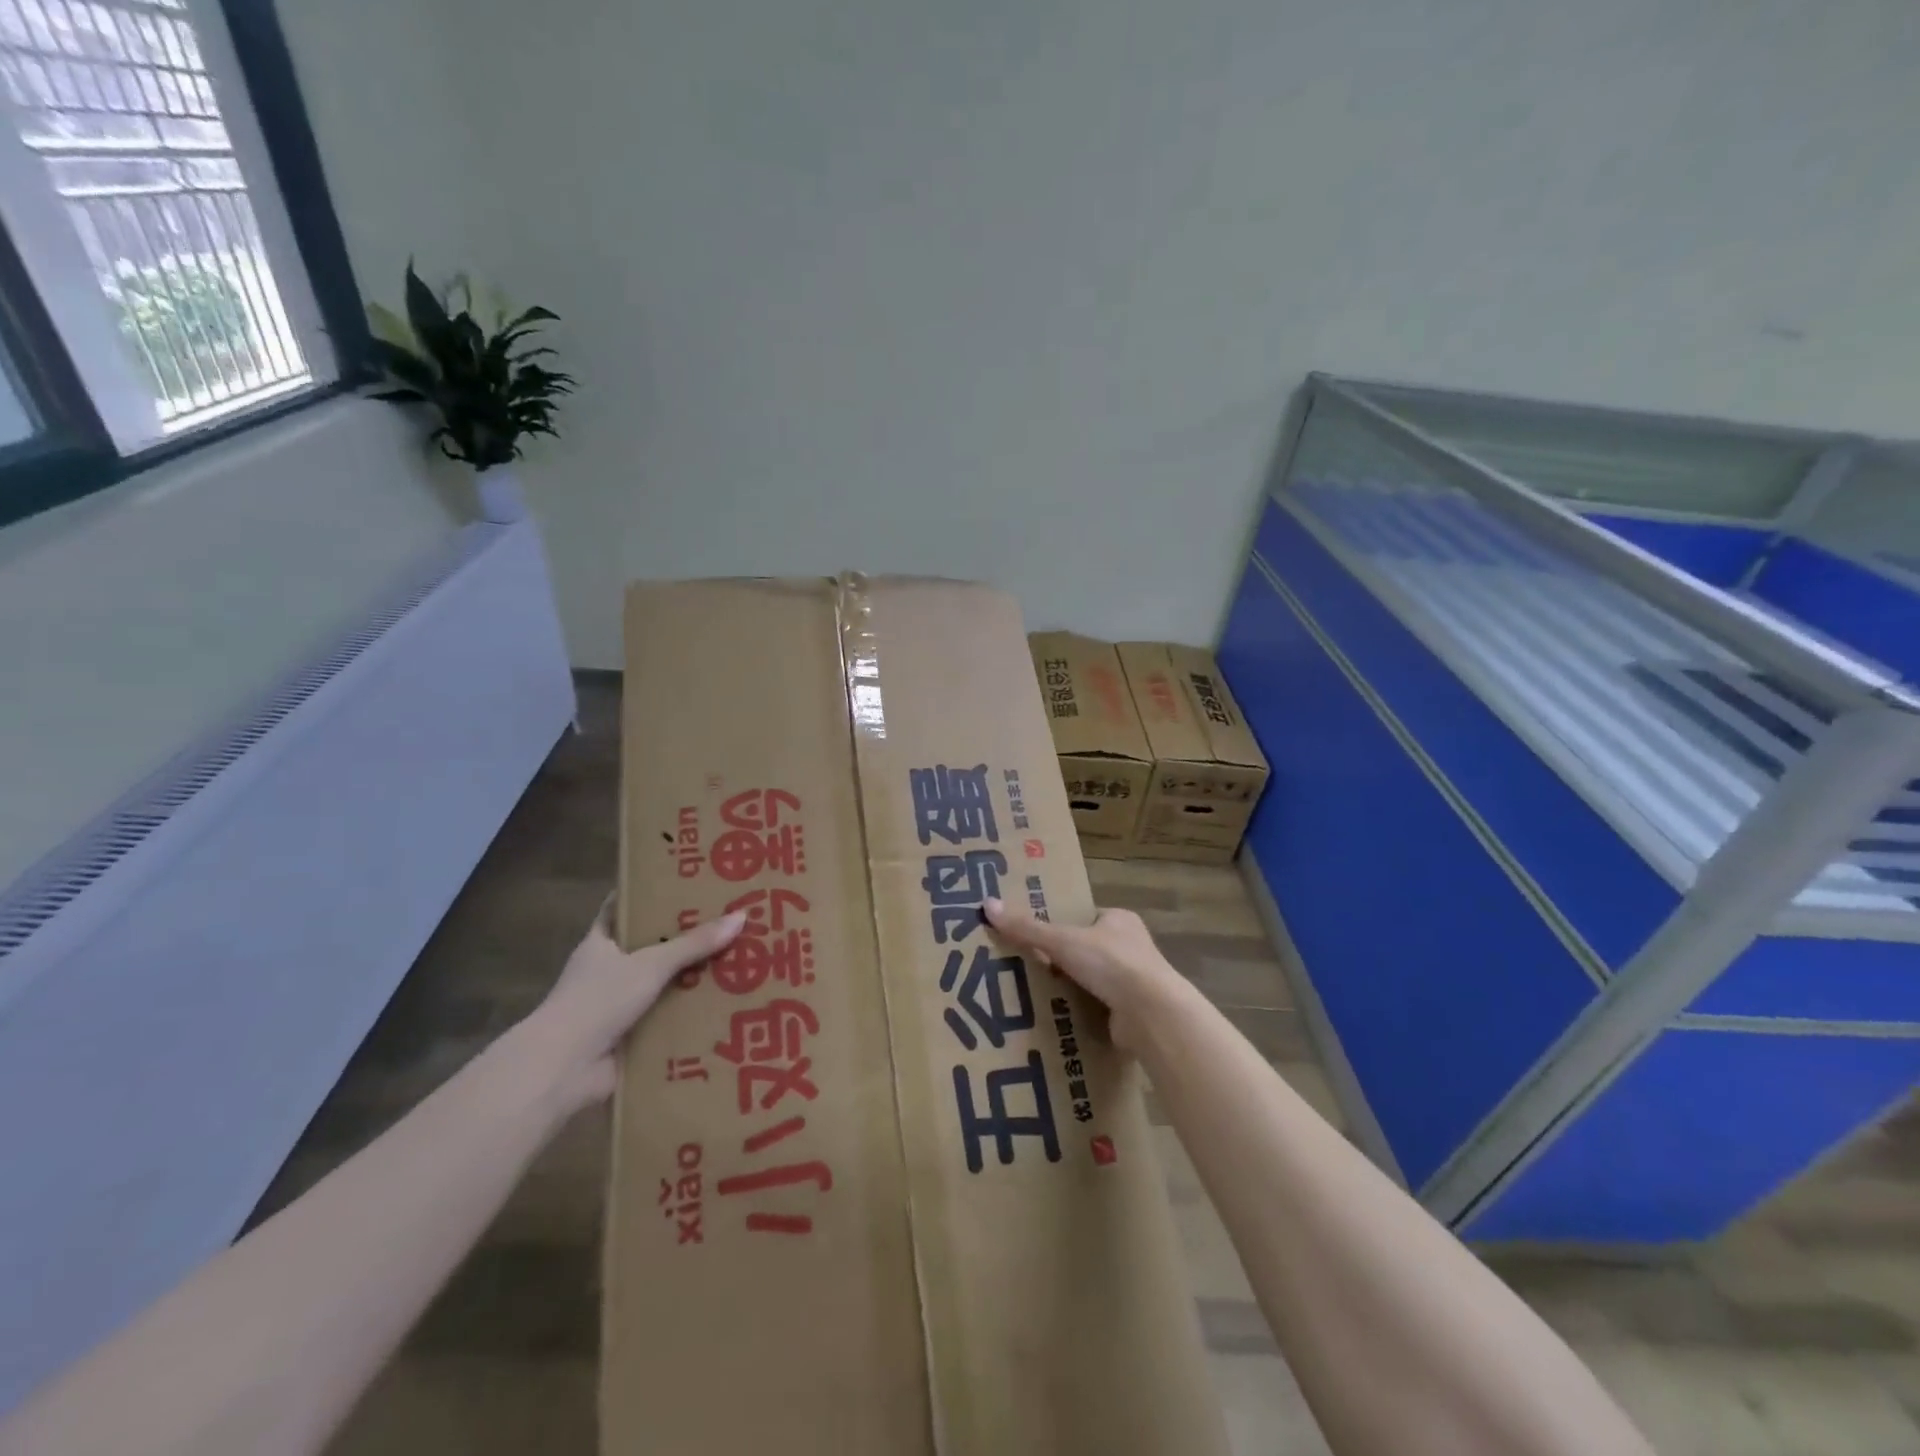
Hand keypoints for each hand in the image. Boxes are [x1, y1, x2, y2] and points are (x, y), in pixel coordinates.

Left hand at [519, 902, 745, 1108]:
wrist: (563, 1070)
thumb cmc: (598, 1001)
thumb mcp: (650, 964)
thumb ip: (694, 944)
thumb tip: (741, 916)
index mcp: (600, 944)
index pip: (620, 909)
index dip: (646, 895)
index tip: (680, 883)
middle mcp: (606, 972)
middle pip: (648, 947)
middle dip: (682, 939)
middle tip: (725, 922)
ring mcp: (616, 1007)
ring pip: (660, 985)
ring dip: (690, 980)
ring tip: (736, 963)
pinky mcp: (629, 1038)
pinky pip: (666, 1020)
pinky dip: (688, 1017)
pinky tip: (724, 1008)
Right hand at [983, 899, 1182, 1052]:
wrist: (1151, 1014)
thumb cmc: (1110, 963)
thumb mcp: (1062, 940)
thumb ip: (1026, 928)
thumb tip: (987, 905)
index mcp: (1120, 920)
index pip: (1085, 918)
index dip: (1062, 925)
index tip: (1036, 937)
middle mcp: (1131, 947)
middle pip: (1088, 949)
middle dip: (1064, 960)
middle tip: (1029, 967)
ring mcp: (1135, 981)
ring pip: (1094, 980)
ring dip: (1072, 988)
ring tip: (1036, 994)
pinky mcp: (1133, 1012)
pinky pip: (1100, 1008)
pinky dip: (1082, 1012)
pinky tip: (1058, 1018)